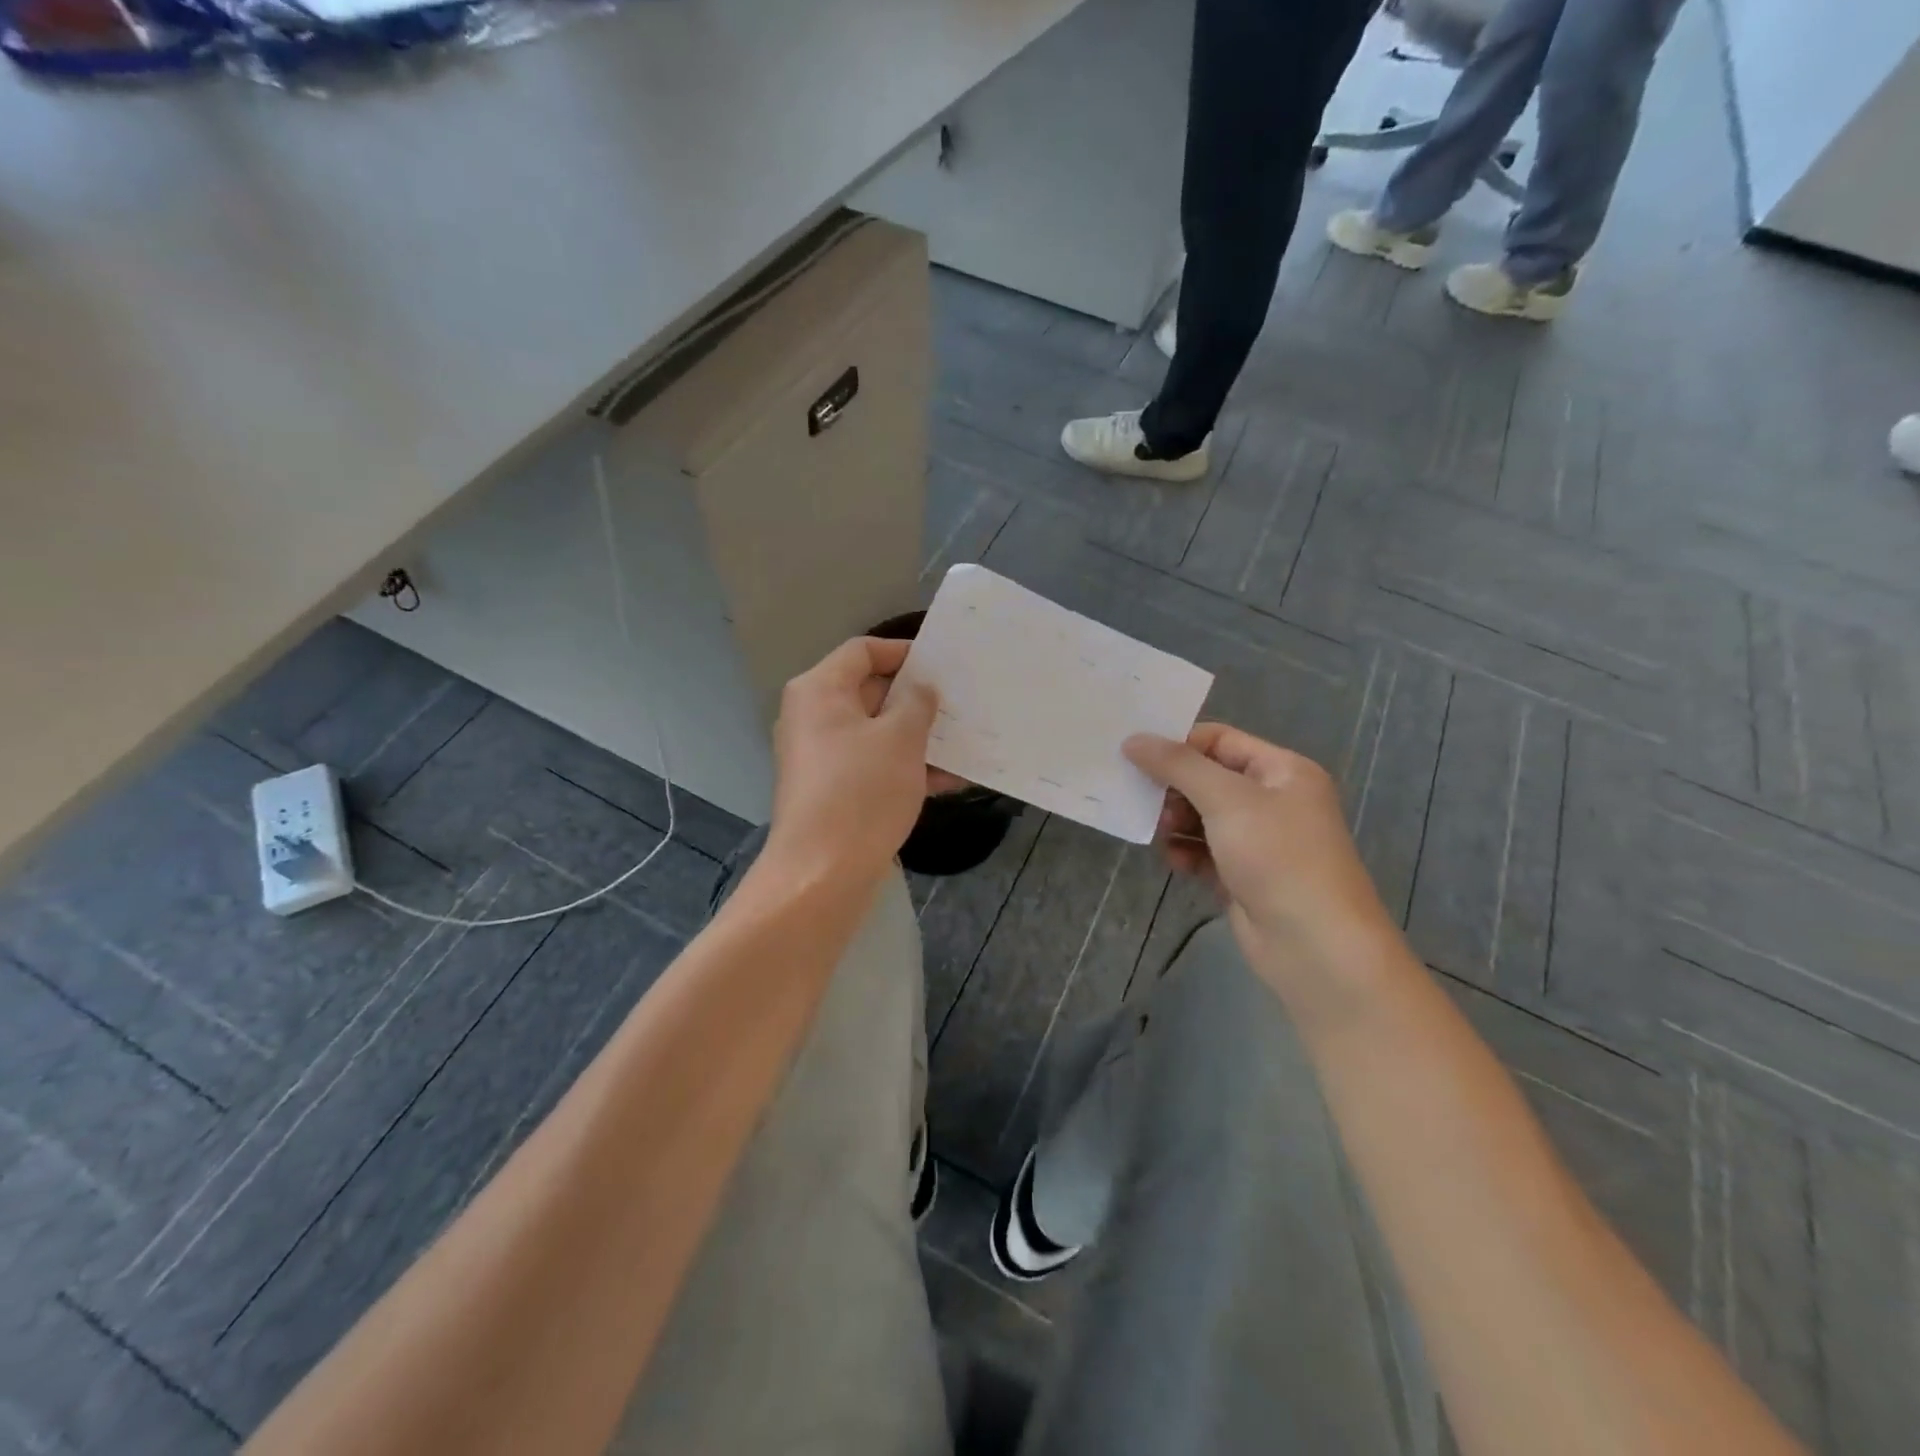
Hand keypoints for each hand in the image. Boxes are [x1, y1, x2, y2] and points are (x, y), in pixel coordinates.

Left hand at [765, 637, 942, 882]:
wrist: (821, 874)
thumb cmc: (861, 792)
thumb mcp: (900, 738)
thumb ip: (917, 702)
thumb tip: (921, 688)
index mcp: (820, 691)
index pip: (863, 651)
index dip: (903, 652)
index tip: (942, 665)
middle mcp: (813, 717)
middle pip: (870, 691)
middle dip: (916, 699)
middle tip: (960, 703)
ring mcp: (821, 756)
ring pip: (877, 733)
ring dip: (918, 737)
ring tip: (963, 742)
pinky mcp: (832, 790)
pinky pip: (873, 765)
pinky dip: (906, 768)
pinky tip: (949, 781)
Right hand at [1125, 724, 1395, 982]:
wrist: (1315, 947)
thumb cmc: (1278, 857)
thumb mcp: (1227, 800)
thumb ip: (1177, 765)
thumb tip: (1133, 739)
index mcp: (1282, 770)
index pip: (1220, 740)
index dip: (1179, 745)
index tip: (1136, 756)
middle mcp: (1274, 800)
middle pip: (1208, 779)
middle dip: (1174, 789)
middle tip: (1146, 801)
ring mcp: (1260, 841)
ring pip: (1202, 817)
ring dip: (1176, 823)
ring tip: (1162, 835)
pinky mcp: (1244, 876)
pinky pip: (1205, 852)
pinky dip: (1187, 853)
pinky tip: (1177, 863)